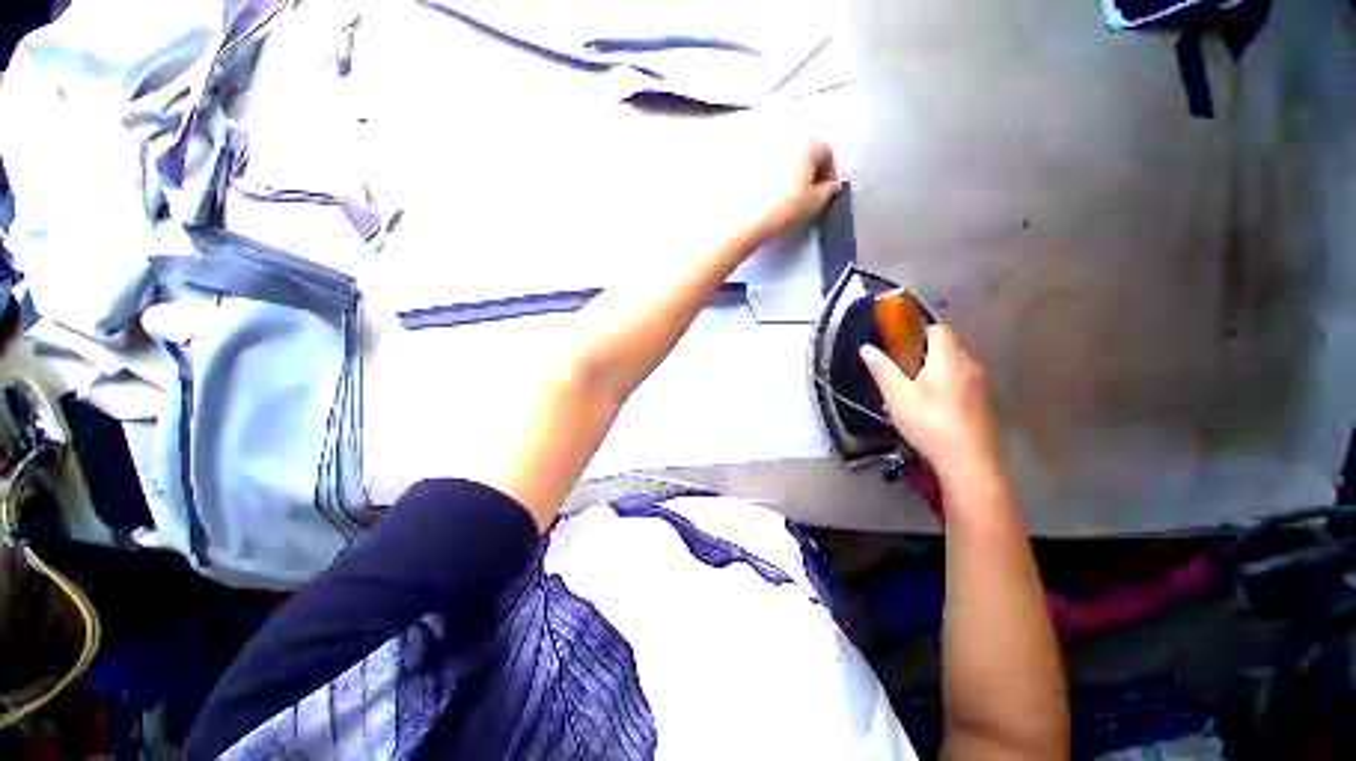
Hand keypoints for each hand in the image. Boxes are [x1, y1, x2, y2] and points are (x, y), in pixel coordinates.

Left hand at [755, 143, 840, 237]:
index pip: (826, 152)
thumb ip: (830, 190)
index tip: (829, 189)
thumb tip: (831, 188)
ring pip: (788, 165)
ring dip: (794, 179)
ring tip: (794, 201)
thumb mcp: (818, 201)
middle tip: (813, 195)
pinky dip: (777, 185)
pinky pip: (771, 175)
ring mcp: (766, 158)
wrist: (754, 221)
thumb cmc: (783, 208)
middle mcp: (785, 147)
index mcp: (805, 148)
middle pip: (806, 156)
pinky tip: (777, 202)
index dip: (831, 172)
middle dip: (812, 174)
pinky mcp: (752, 173)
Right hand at [859, 325, 999, 483]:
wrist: (967, 461)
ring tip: (910, 395)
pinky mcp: (981, 403)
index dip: (917, 332)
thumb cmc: (928, 422)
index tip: (898, 347)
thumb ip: (881, 368)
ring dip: (931, 373)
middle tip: (899, 375)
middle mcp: (969, 365)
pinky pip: (959, 383)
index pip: (938, 329)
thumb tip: (866, 347)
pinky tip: (928, 410)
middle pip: (945, 348)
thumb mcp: (896, 395)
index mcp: (949, 358)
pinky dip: (943, 387)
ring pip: (952, 367)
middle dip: (921, 355)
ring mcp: (979, 385)